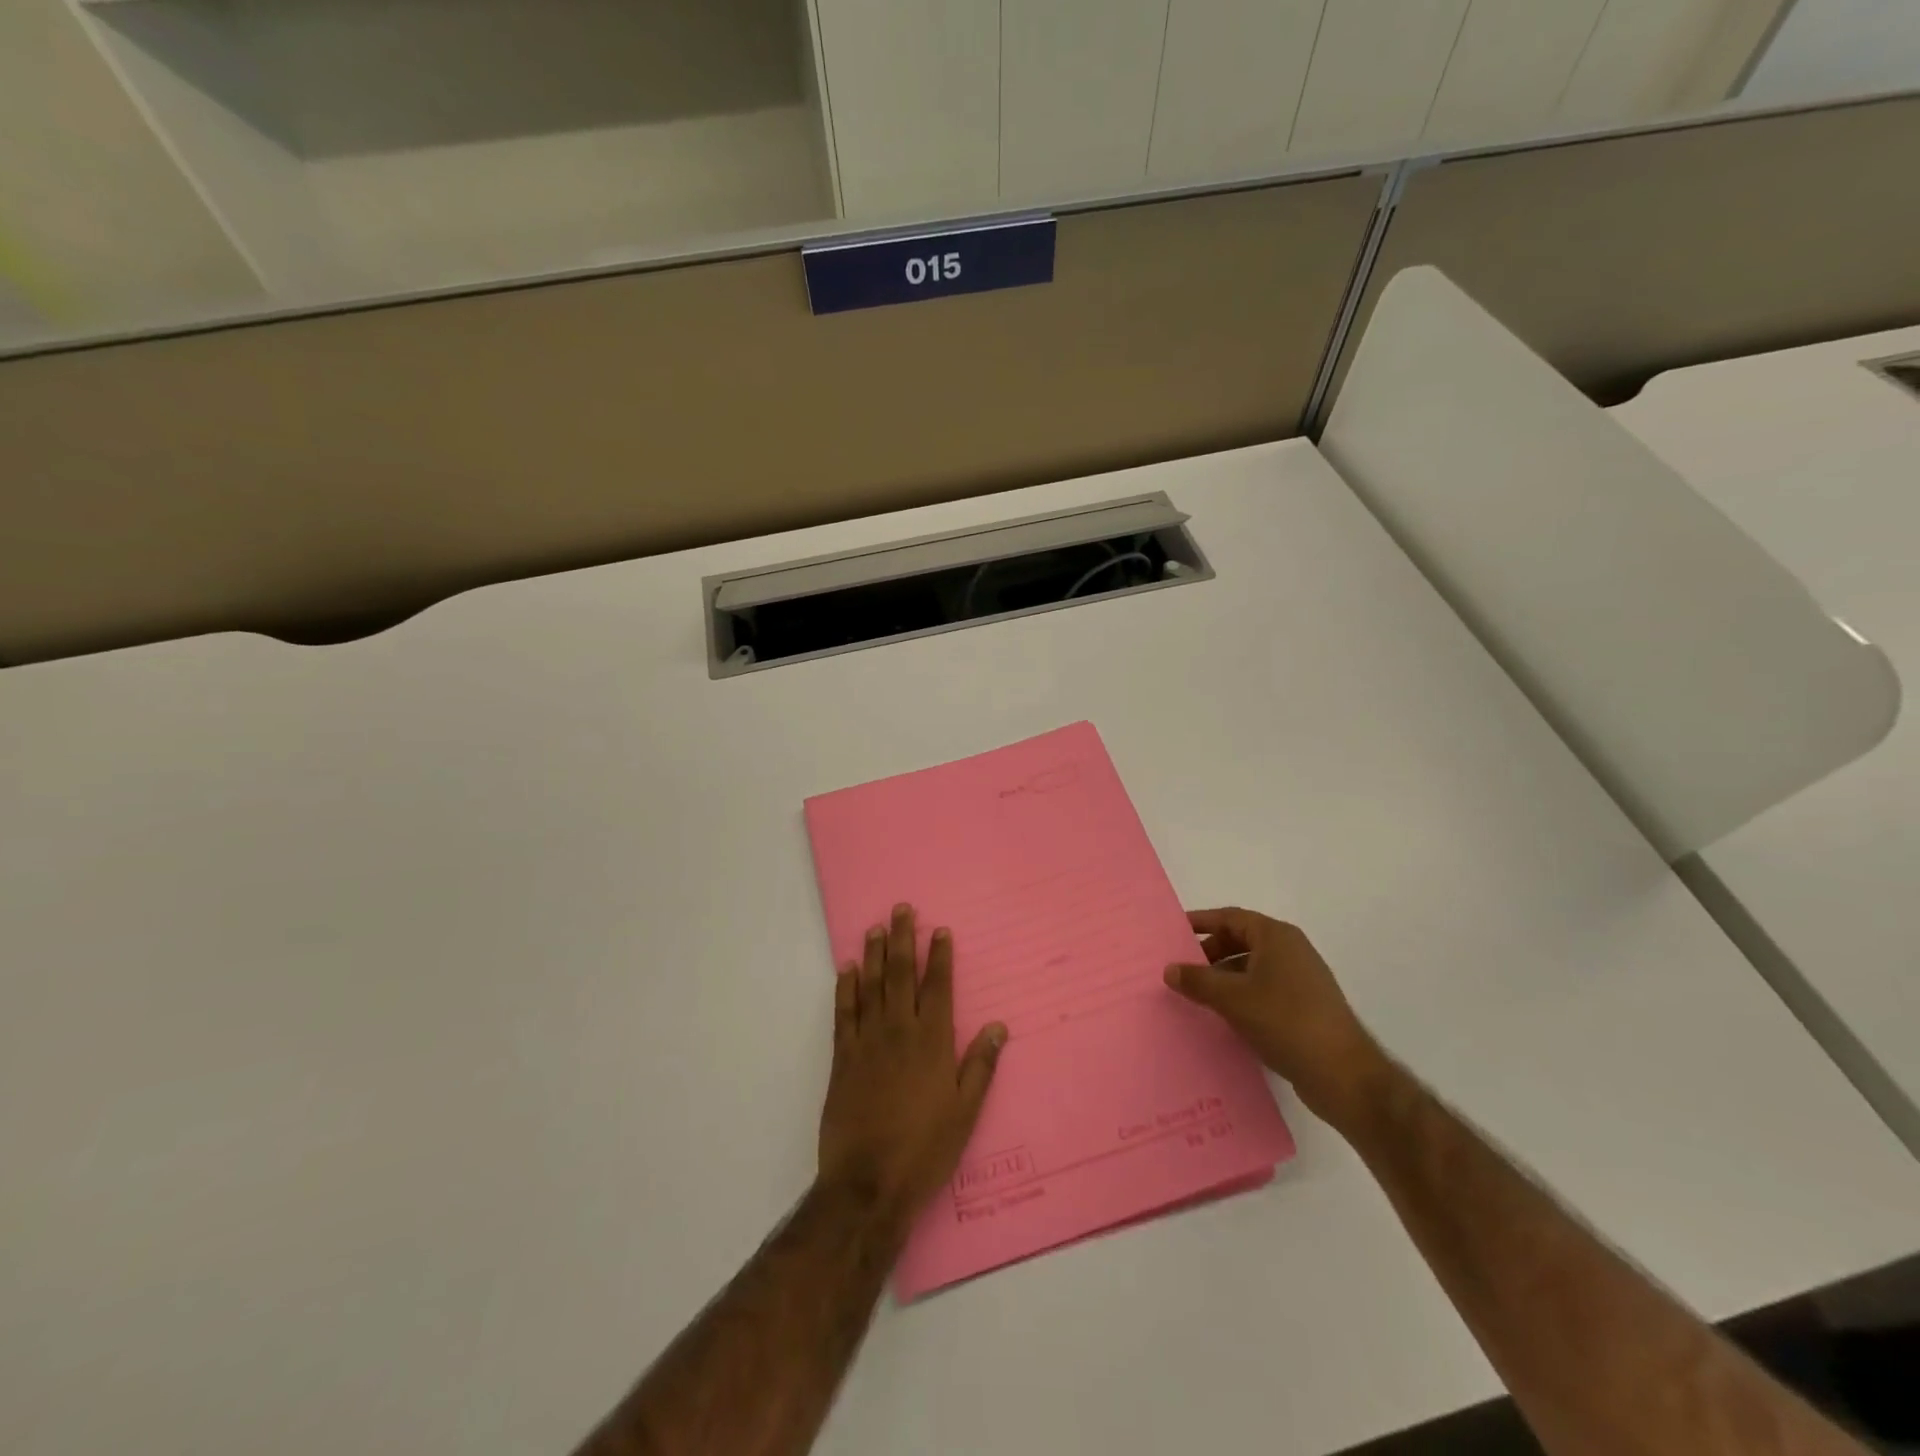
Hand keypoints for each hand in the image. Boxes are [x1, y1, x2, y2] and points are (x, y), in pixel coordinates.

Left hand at [818, 905, 1007, 1219]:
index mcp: (932, 1041)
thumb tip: (999, 1026)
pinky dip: (845, 988)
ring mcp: (867, 1042)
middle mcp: (899, 1031)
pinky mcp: (843, 1058)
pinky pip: (844, 1013)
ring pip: (872, 986)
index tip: (939, 930)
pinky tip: (847, 970)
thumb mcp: (965, 1111)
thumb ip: (980, 1066)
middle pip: (901, 975)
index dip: (939, 956)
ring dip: (874, 954)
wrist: (868, 1182)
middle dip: (903, 939)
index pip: (938, 986)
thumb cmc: (925, 1148)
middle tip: (901, 909)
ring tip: (875, 928)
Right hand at [1164, 908, 1386, 1125]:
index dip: (1201, 922)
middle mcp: (1291, 950)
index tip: (1174, 932)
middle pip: (1241, 940)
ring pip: (1252, 967)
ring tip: (1198, 995)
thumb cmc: (1284, 1021)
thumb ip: (1197, 980)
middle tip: (1183, 969)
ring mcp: (1302, 979)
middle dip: (1210, 952)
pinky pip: (1264, 989)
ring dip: (1224, 976)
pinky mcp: (1305, 1006)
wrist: (1342, 1074)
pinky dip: (1242, 995)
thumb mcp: (1232, 998)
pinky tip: (1225, 1016)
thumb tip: (1169, 969)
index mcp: (1276, 937)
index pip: (1230, 918)